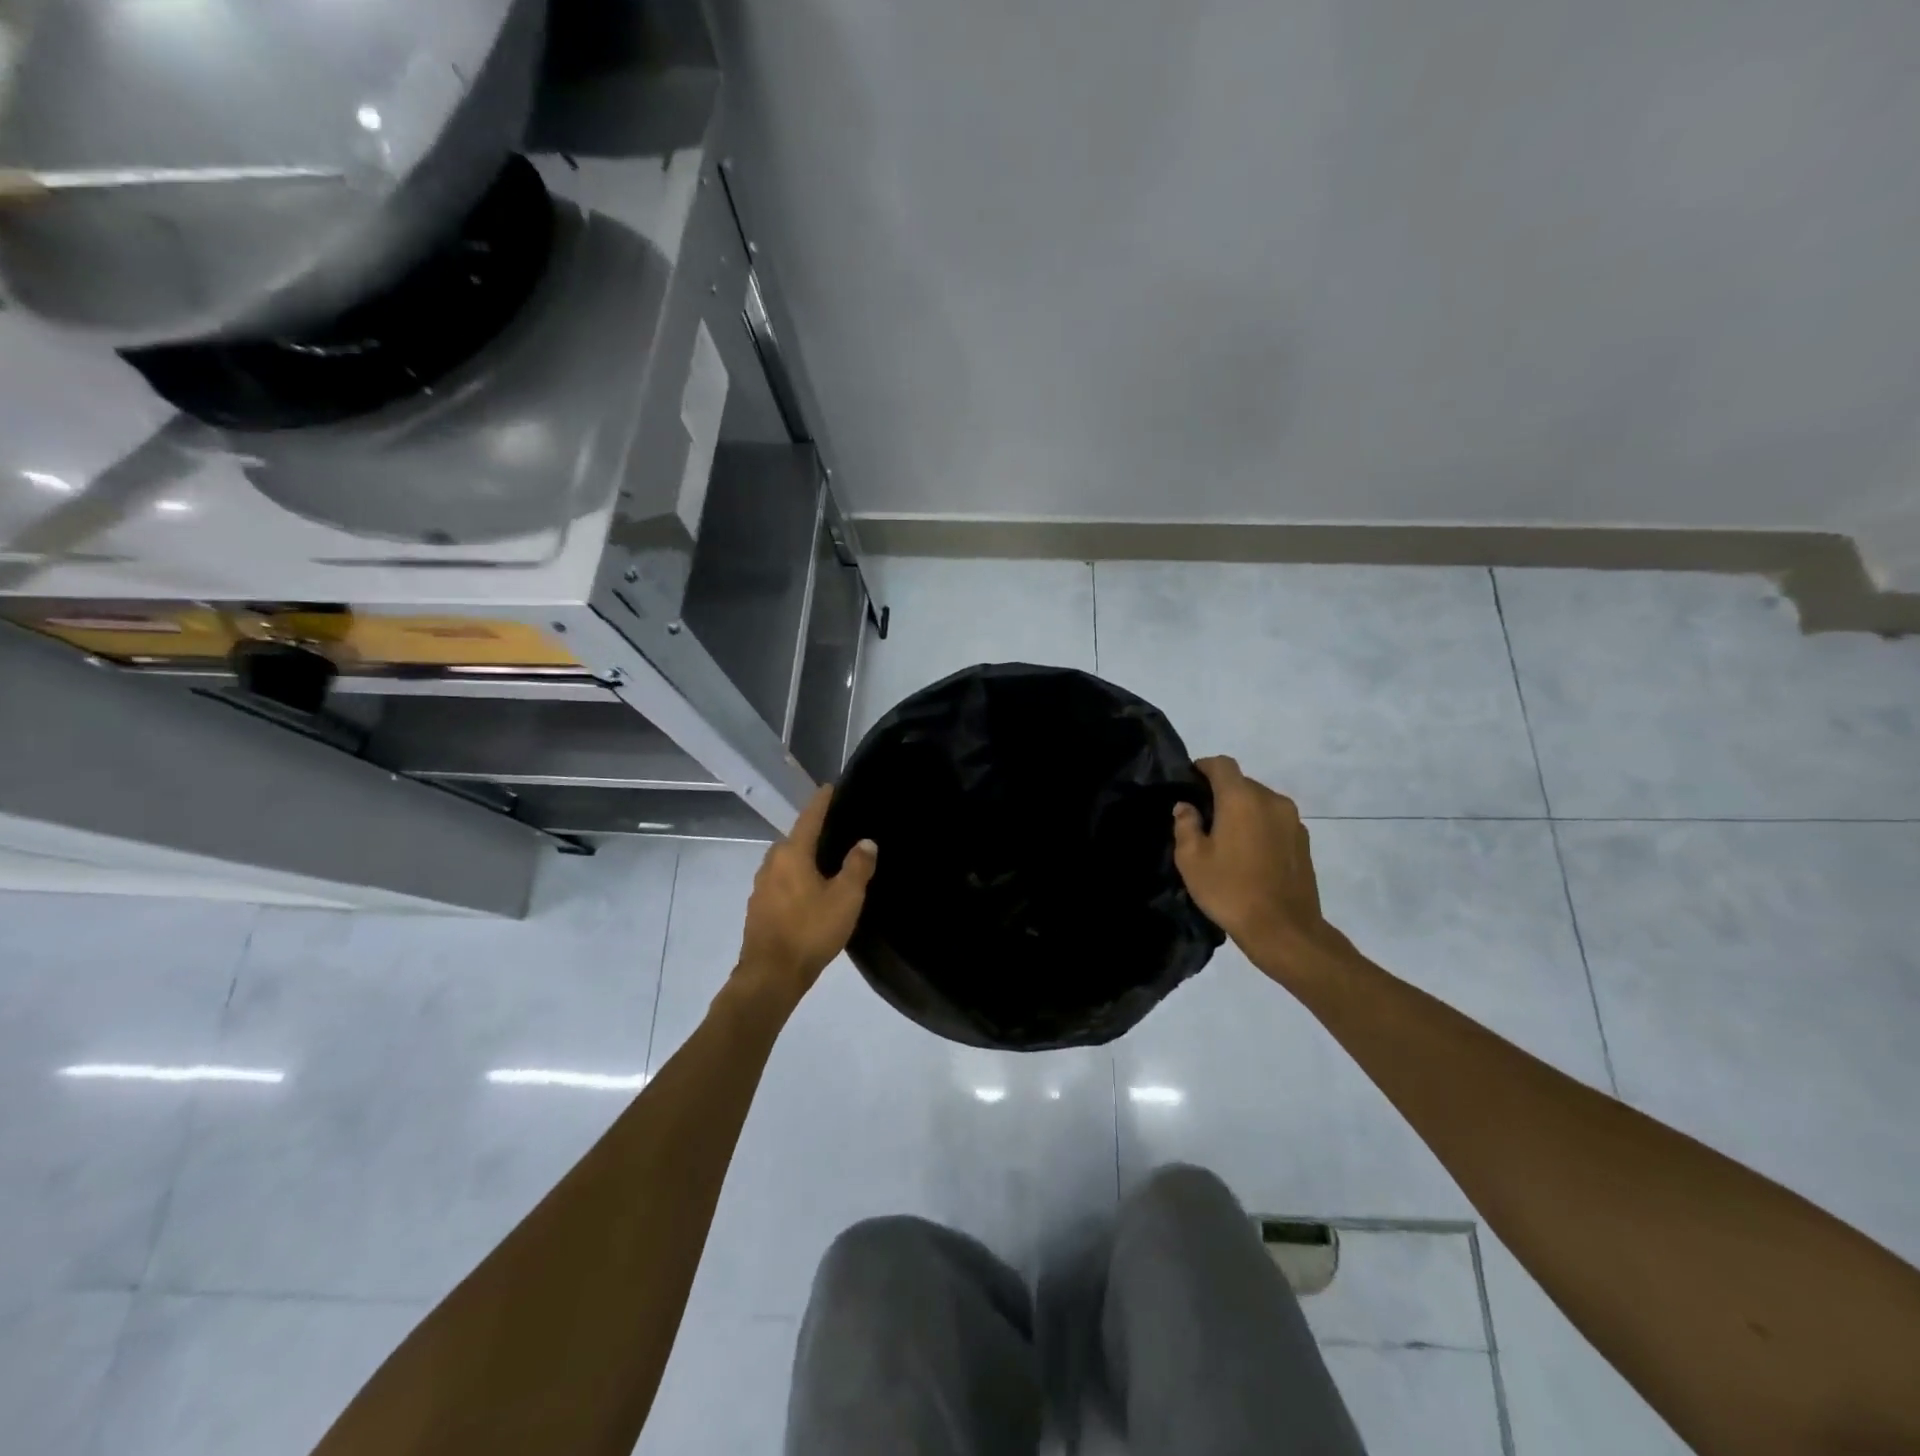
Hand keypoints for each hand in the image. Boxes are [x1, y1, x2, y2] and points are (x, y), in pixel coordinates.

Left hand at [732, 786, 877, 1011]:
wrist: (770, 976)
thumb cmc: (810, 931)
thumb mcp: (845, 898)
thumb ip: (858, 866)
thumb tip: (866, 842)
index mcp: (792, 854)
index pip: (809, 818)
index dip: (821, 802)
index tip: (829, 787)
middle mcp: (772, 863)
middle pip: (795, 839)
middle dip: (813, 833)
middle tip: (836, 831)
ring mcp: (761, 886)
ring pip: (786, 862)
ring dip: (803, 858)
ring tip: (825, 863)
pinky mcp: (758, 908)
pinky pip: (781, 882)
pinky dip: (795, 879)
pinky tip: (809, 892)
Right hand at [1172, 757, 1345, 977]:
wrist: (1284, 929)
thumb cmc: (1230, 890)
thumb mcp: (1191, 860)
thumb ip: (1186, 825)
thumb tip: (1187, 807)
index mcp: (1242, 799)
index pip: (1222, 764)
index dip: (1203, 767)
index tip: (1190, 782)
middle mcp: (1271, 800)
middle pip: (1242, 783)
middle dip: (1222, 793)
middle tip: (1203, 818)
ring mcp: (1293, 820)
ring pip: (1260, 802)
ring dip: (1243, 811)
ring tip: (1227, 839)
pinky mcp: (1304, 841)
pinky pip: (1275, 821)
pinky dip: (1260, 827)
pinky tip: (1249, 854)